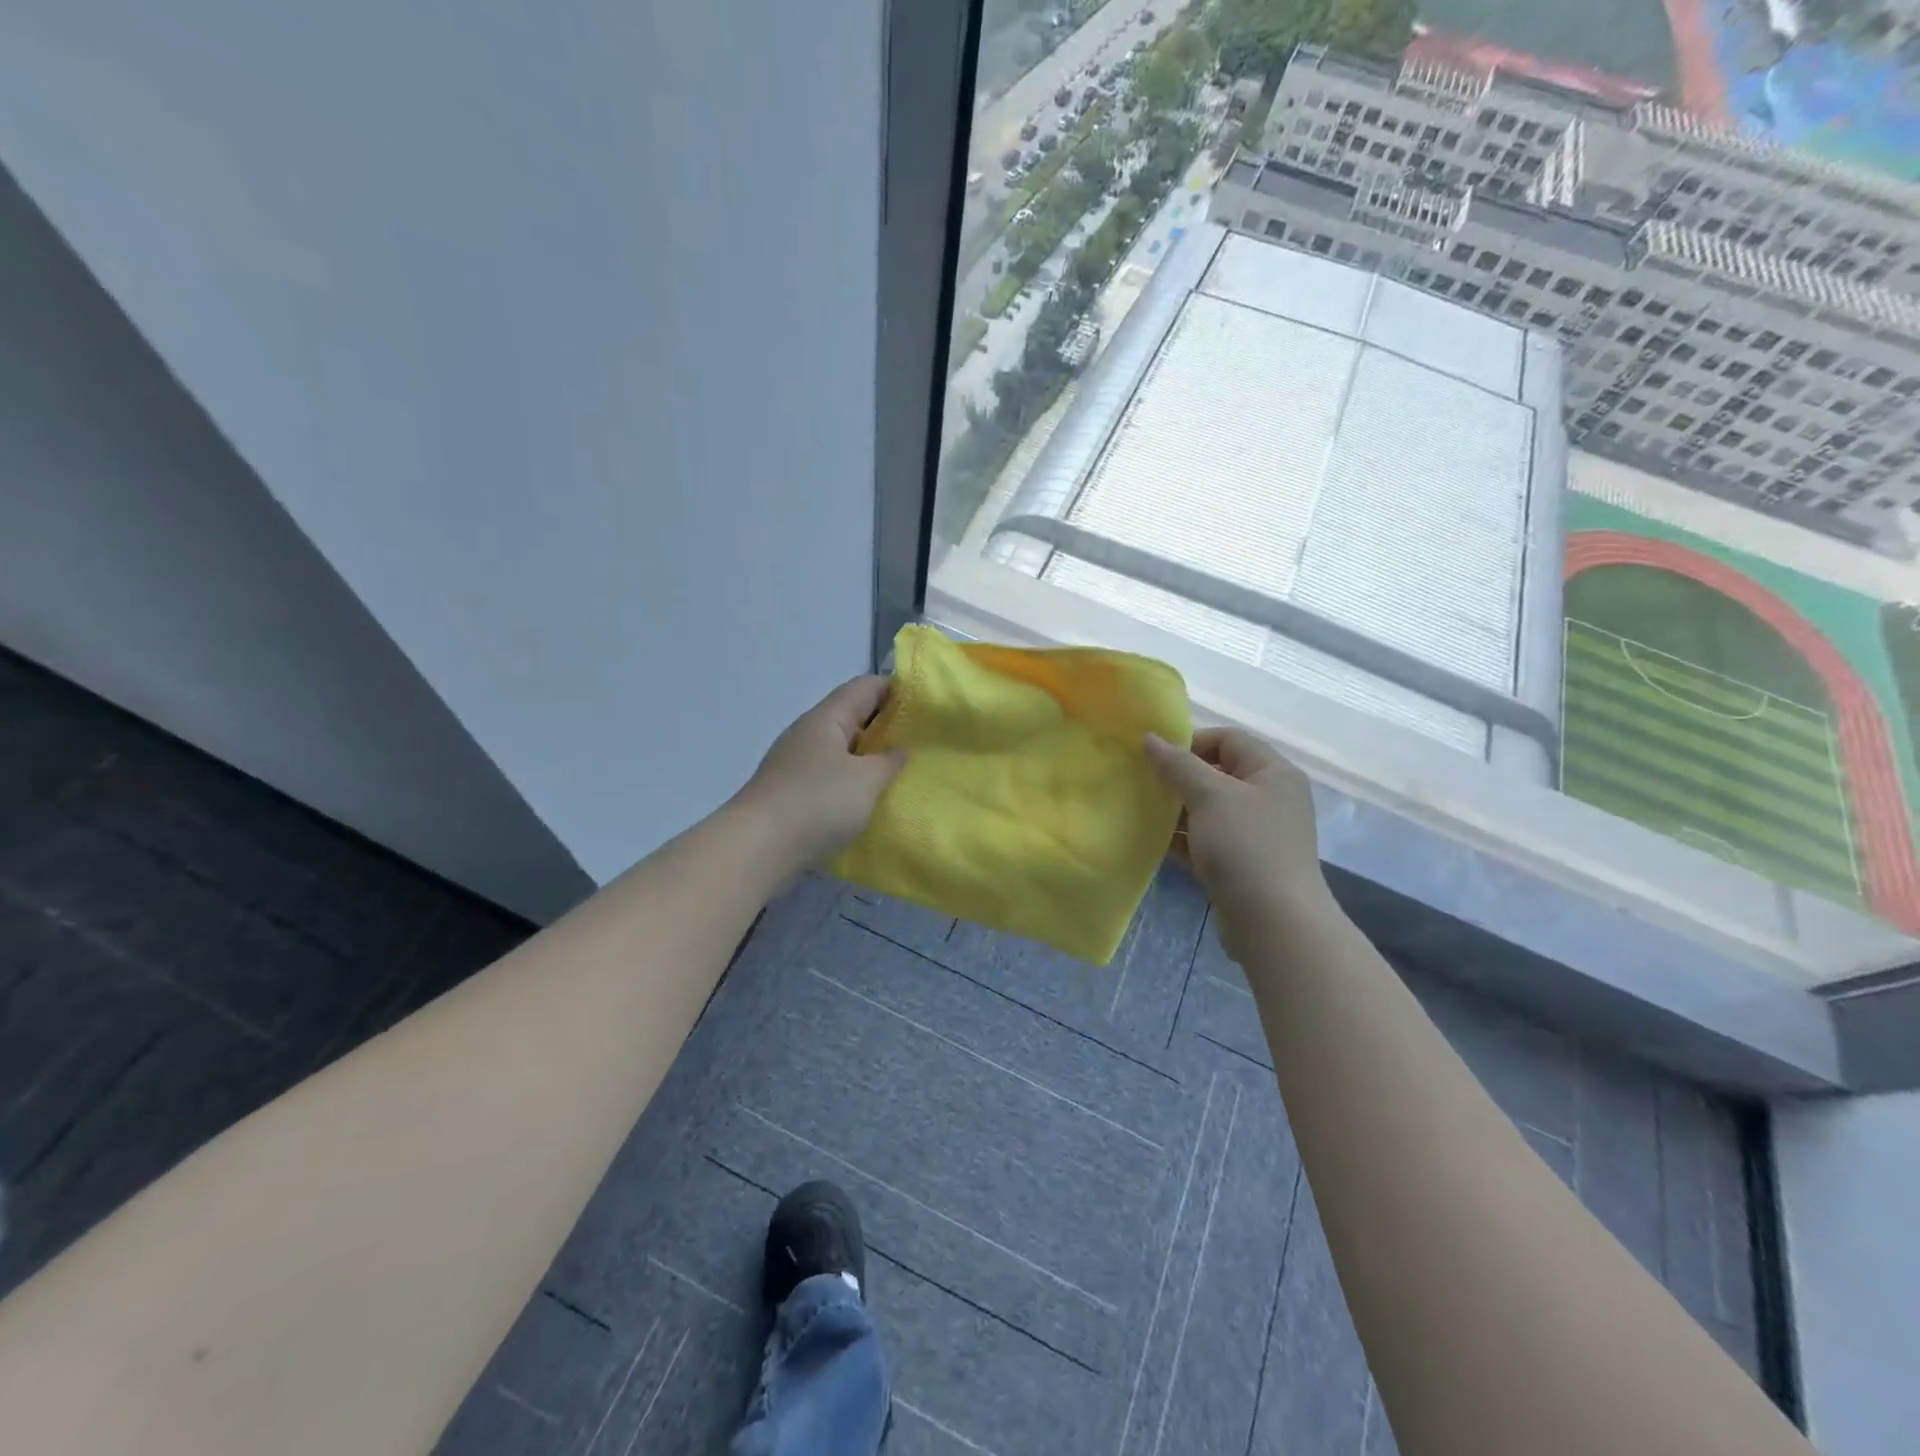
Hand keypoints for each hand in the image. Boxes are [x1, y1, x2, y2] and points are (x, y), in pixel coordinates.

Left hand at [736, 675, 905, 870]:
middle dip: (885, 726)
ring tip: (899, 771)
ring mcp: (795, 762)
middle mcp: (808, 733)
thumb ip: (889, 761)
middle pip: (851, 716)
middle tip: (920, 741)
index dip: (896, 689)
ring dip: (868, 756)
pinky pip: (829, 774)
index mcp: (826, 718)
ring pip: (840, 748)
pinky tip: (867, 799)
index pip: (865, 687)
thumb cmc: (818, 803)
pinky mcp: (790, 791)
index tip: (925, 704)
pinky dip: (851, 780)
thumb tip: (898, 750)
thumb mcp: (866, 780)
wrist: (757, 848)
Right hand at [1144, 728, 1334, 959]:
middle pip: (1218, 773)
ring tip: (1143, 810)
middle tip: (1144, 783)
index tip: (1156, 757)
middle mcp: (1270, 798)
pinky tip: (1154, 840)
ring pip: (1210, 809)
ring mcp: (1257, 833)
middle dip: (1180, 777)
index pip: (1230, 739)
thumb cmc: (1245, 846)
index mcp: (1273, 773)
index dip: (1192, 742)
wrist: (1273, 922)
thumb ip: (1178, 765)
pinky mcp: (1242, 863)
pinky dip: (1184, 838)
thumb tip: (1150, 738)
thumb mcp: (1209, 796)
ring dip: (1178, 809)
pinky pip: (1207, 840)